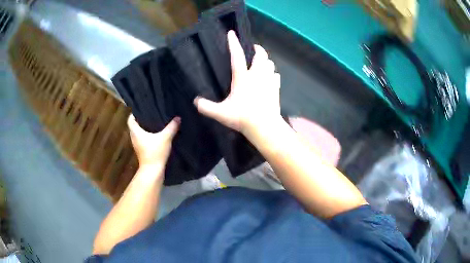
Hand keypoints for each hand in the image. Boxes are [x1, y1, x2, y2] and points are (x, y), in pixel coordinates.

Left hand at [128, 114, 179, 168]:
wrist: (153, 171)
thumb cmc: (155, 152)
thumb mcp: (165, 138)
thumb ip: (172, 127)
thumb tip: (178, 118)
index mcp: (136, 132)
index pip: (130, 119)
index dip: (134, 113)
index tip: (142, 109)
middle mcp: (134, 138)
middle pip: (135, 126)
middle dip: (141, 120)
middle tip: (150, 113)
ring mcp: (137, 145)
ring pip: (138, 133)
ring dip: (144, 128)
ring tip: (154, 122)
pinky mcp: (142, 151)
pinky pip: (142, 139)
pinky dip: (147, 136)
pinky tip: (156, 135)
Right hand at [194, 30, 281, 136]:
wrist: (265, 126)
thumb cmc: (242, 118)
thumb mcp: (221, 113)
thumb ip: (206, 107)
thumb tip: (195, 102)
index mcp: (242, 78)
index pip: (237, 56)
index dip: (233, 43)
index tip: (231, 33)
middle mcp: (257, 75)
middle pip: (260, 55)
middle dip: (257, 49)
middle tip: (253, 48)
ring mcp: (268, 81)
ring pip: (270, 63)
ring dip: (265, 60)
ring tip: (261, 62)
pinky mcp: (276, 88)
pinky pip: (276, 75)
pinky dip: (272, 73)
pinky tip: (270, 77)